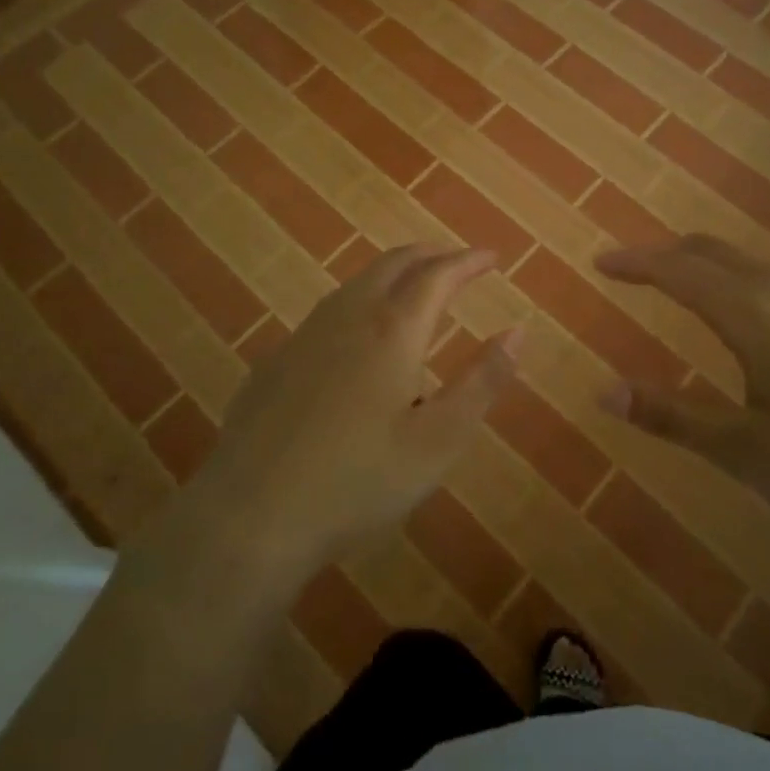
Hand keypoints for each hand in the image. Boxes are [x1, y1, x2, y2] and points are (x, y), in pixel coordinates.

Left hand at [158, 244, 519, 580]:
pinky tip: (358, 335)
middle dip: (431, 255)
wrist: (252, 515)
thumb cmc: (359, 481)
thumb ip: (482, 382)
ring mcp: (305, 335)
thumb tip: (517, 332)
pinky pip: (329, 311)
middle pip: (394, 263)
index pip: (438, 275)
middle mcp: (348, 317)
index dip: (468, 261)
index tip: (492, 257)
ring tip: (415, 287)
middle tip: (457, 261)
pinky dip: (361, 301)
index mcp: (392, 330)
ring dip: (393, 273)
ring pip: (357, 282)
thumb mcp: (439, 440)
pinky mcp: (276, 360)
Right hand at [596, 234, 769, 544]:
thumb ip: (673, 417)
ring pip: (749, 262)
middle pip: (712, 251)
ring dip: (706, 266)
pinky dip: (741, 280)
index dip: (634, 262)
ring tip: (684, 288)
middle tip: (635, 269)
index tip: (600, 262)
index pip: (676, 270)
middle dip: (667, 255)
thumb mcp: (749, 450)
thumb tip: (604, 392)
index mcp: (750, 311)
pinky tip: (754, 318)